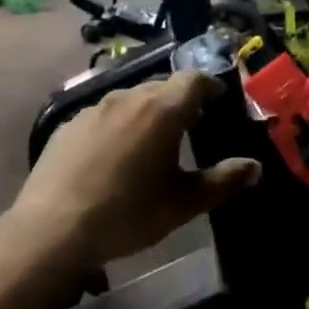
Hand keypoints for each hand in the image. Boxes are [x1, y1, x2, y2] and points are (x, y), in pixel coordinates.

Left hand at [12, 72, 261, 269]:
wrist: (54, 229)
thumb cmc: (129, 214)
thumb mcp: (183, 203)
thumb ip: (223, 181)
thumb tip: (255, 167)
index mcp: (161, 111)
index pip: (193, 80)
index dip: (210, 85)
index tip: (218, 99)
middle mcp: (126, 99)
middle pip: (161, 87)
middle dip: (180, 101)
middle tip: (191, 125)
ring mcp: (91, 110)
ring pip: (129, 100)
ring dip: (147, 113)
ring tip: (152, 142)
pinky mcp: (66, 127)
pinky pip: (102, 117)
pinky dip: (118, 127)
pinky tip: (114, 157)